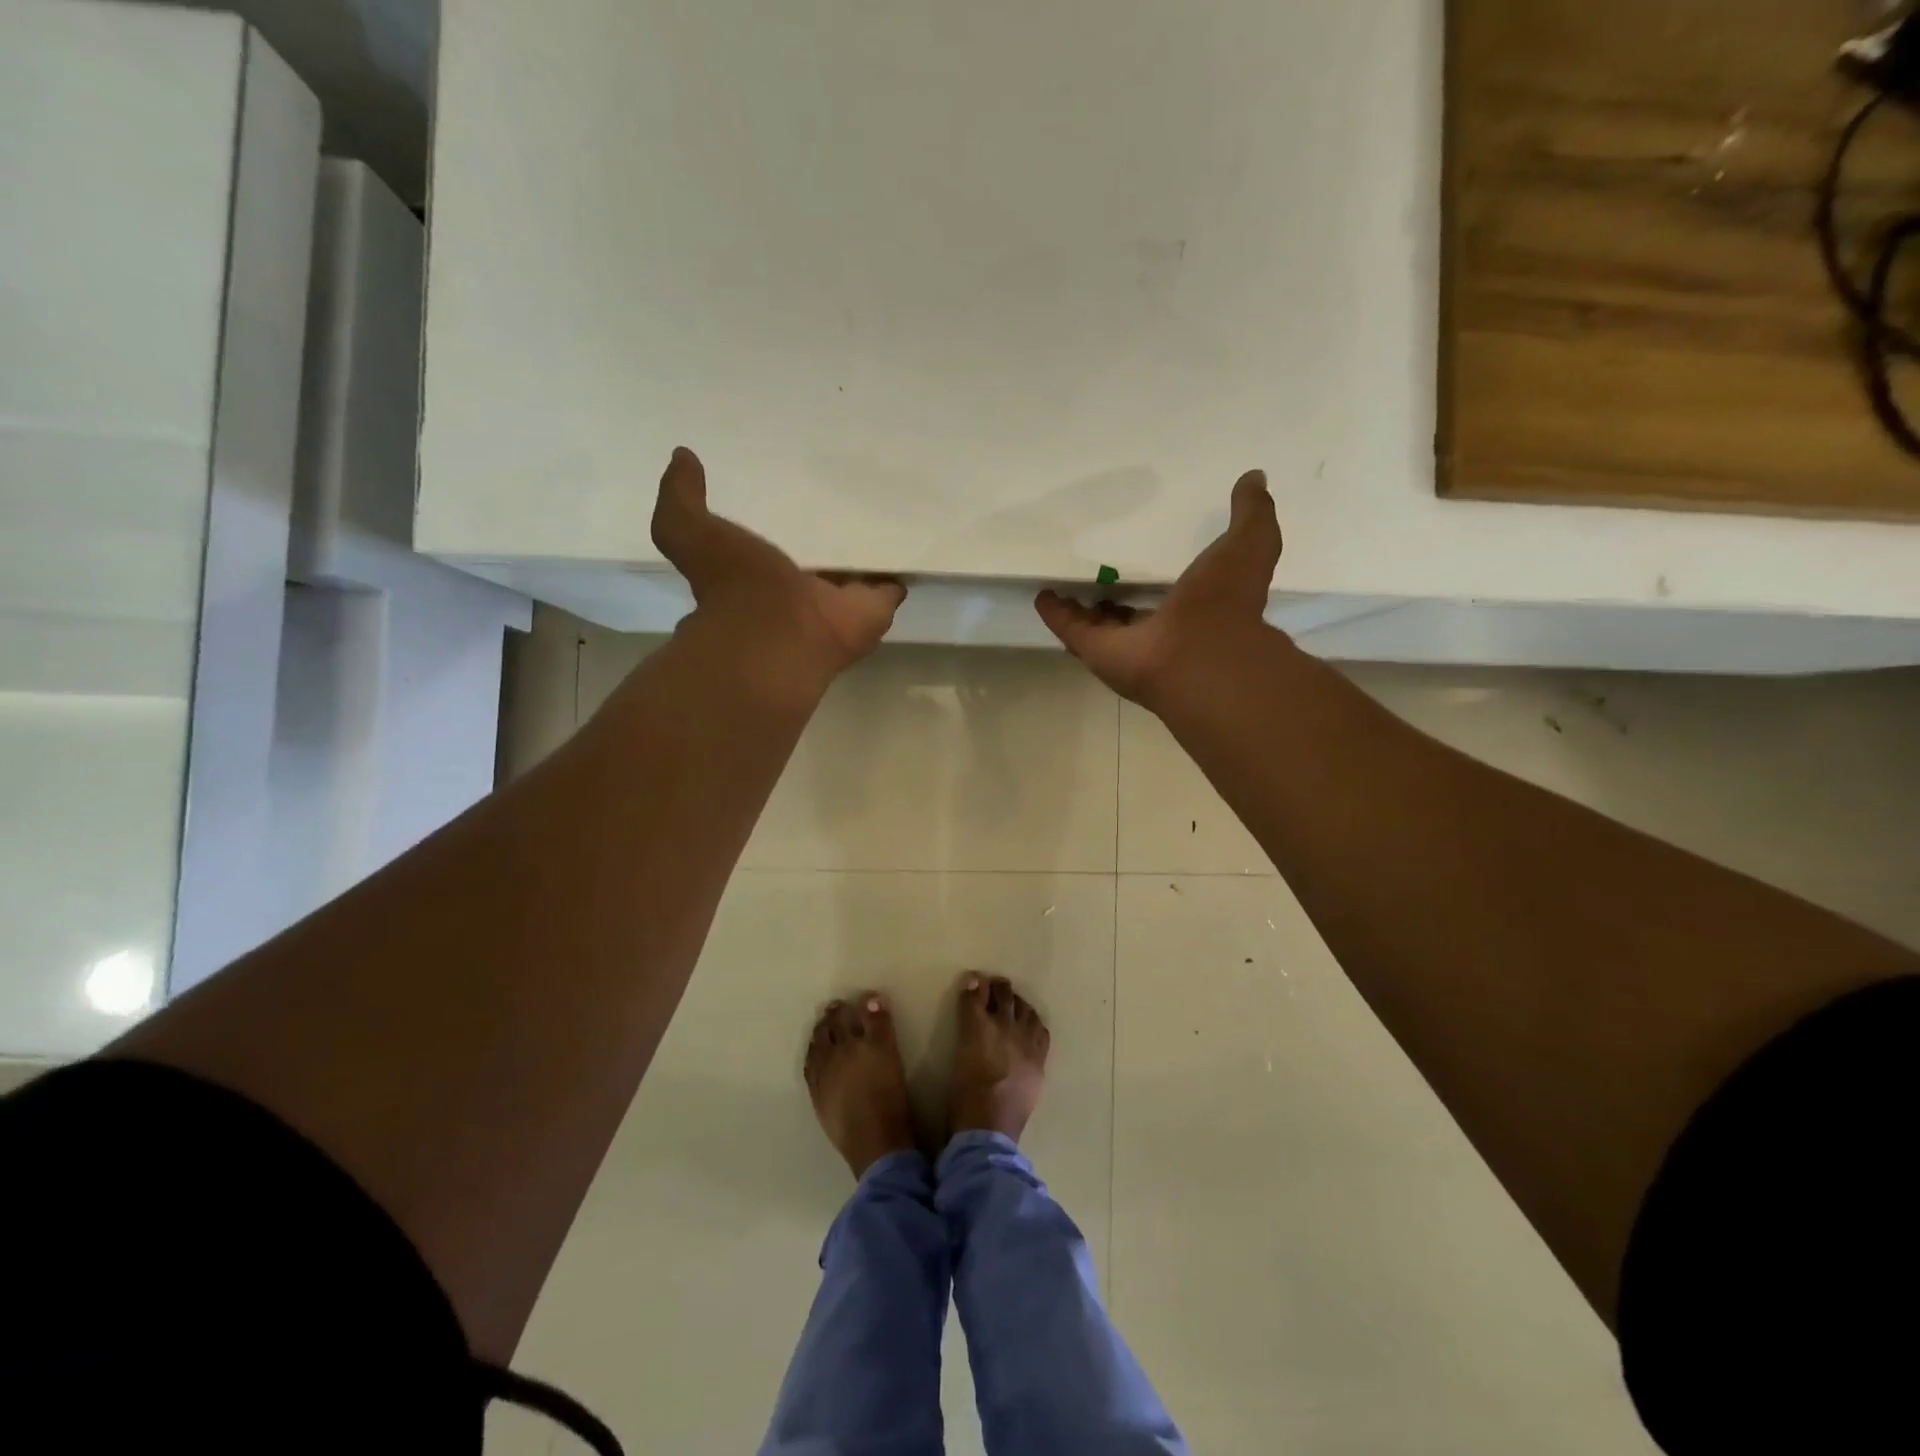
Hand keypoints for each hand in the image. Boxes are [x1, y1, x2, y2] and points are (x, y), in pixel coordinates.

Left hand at [652, 447, 905, 680]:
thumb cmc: (735, 587)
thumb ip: (681, 499)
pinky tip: (912, 533)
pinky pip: (893, 582)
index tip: (794, 484)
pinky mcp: (875, 606)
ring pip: (857, 568)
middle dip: (829, 530)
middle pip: (819, 554)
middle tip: (846, 487)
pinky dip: (903, 565)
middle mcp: (801, 587)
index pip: (774, 539)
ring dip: (867, 545)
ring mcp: (840, 599)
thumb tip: (681, 456)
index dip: (783, 516)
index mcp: (761, 572)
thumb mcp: (690, 532)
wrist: (778, 635)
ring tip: (886, 500)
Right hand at [1035, 469, 1281, 707]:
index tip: (1144, 561)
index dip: (1156, 582)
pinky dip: (1056, 614)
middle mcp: (1158, 631)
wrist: (1200, 653)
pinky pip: (1071, 629)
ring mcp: (1124, 645)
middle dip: (1115, 602)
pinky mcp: (1095, 651)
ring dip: (1083, 610)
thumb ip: (1253, 514)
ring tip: (1063, 588)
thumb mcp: (1250, 544)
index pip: (1171, 595)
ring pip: (1098, 626)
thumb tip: (1256, 478)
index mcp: (1195, 610)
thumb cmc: (1224, 600)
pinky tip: (1042, 596)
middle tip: (1099, 578)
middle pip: (1129, 616)